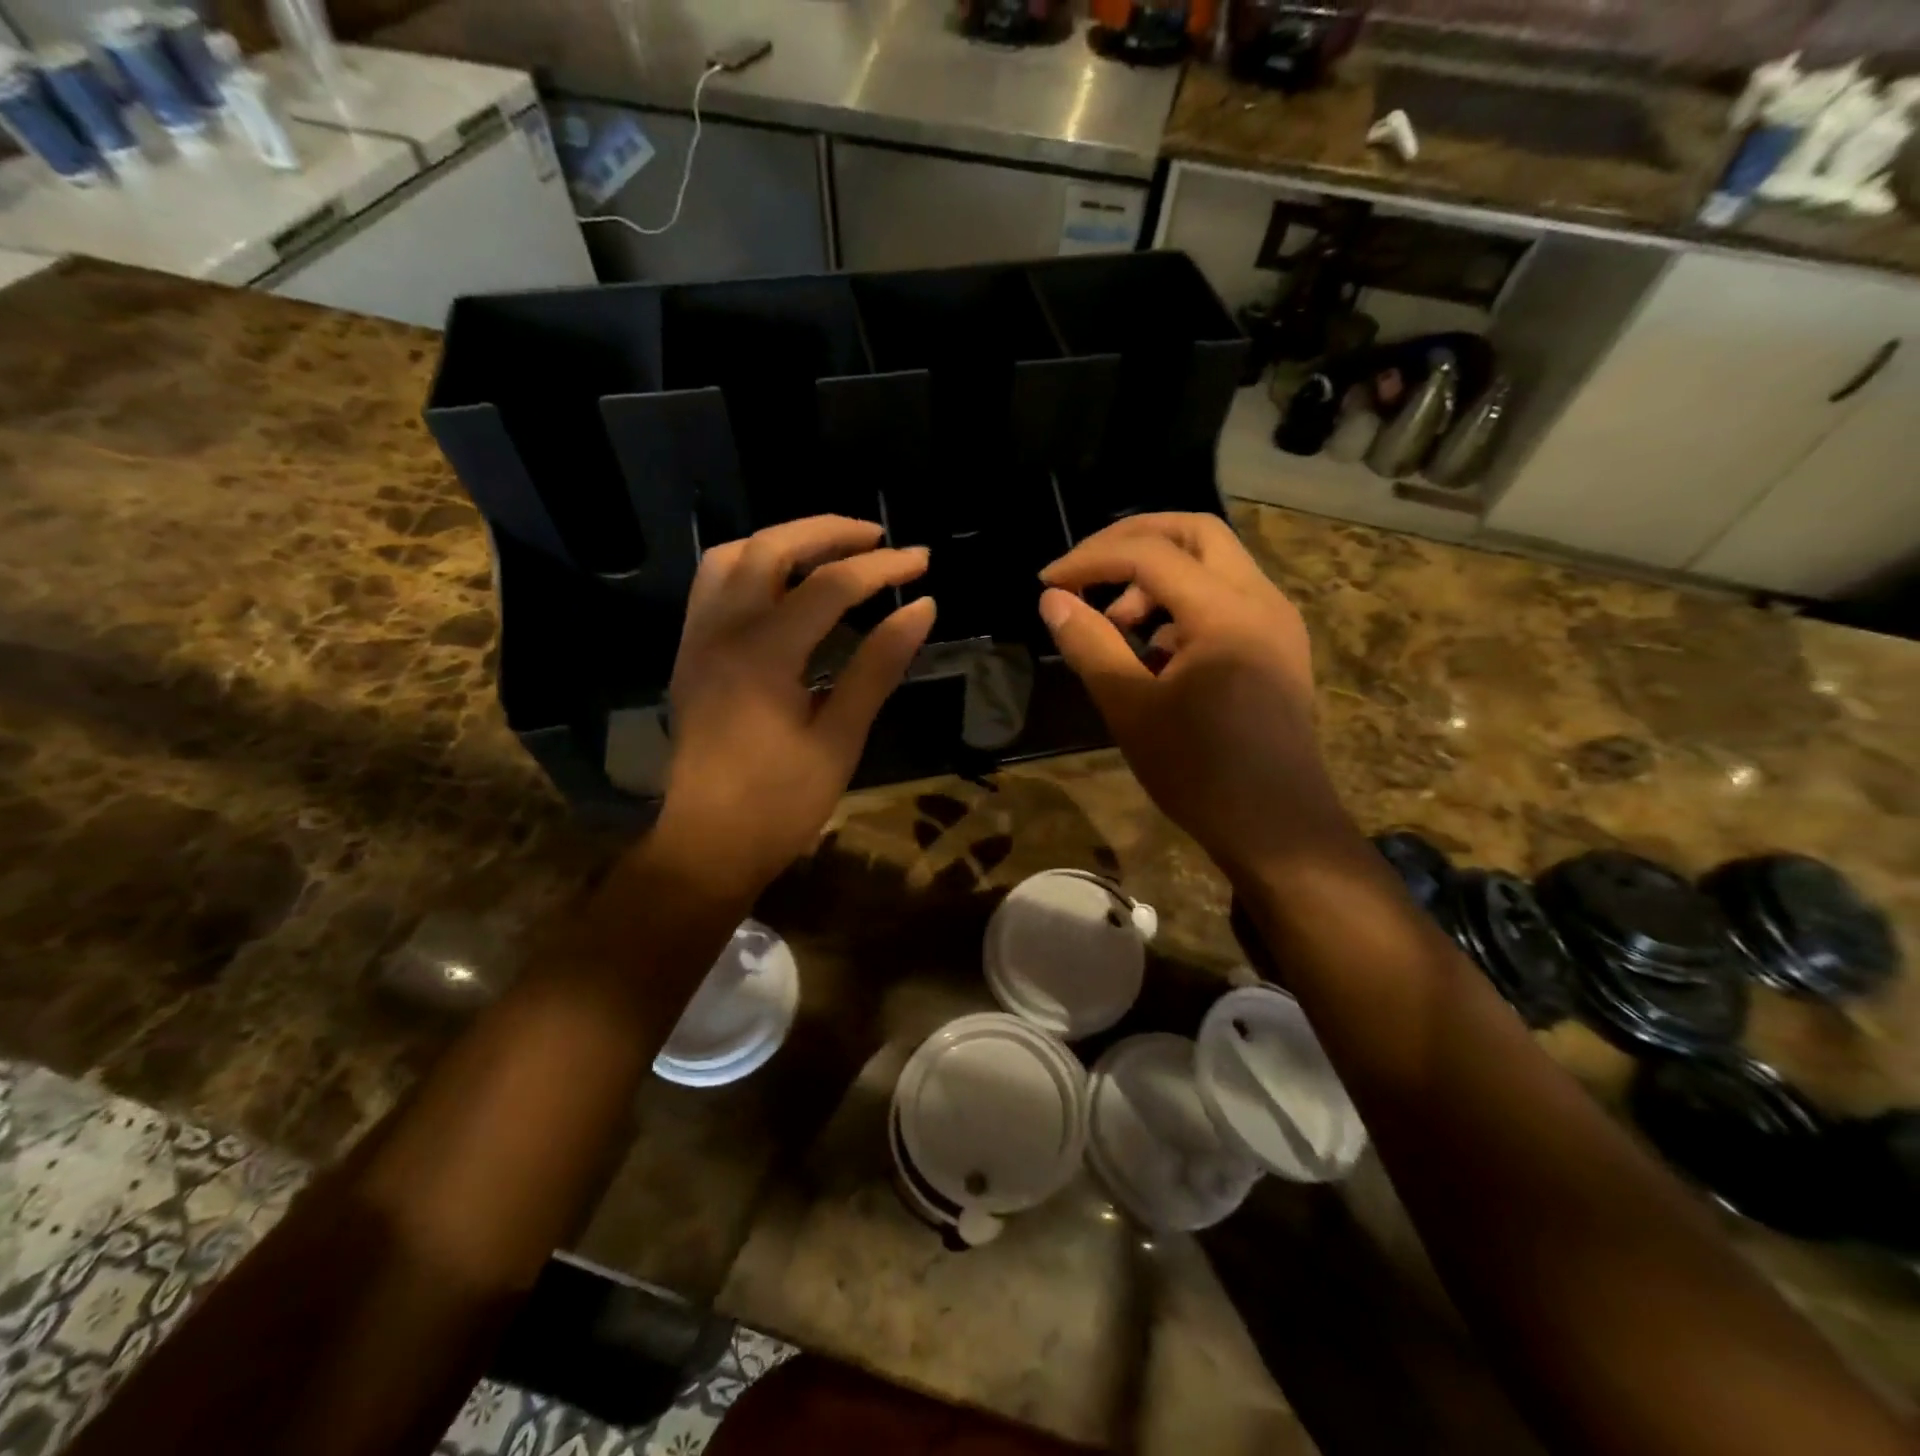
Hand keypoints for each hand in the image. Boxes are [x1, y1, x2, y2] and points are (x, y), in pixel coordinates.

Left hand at [654, 516, 935, 901]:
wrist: (708, 845)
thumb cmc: (780, 803)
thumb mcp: (840, 738)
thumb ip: (878, 666)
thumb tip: (922, 609)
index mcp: (763, 655)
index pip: (830, 587)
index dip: (882, 569)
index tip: (922, 561)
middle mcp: (721, 632)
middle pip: (772, 548)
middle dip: (829, 533)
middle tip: (877, 538)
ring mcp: (698, 640)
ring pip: (732, 557)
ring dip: (784, 541)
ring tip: (830, 551)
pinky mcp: (690, 654)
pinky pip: (714, 585)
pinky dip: (753, 566)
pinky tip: (784, 585)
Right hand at [1038, 513, 1348, 877]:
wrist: (1276, 827)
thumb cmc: (1199, 772)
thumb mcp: (1131, 708)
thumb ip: (1090, 645)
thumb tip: (1052, 599)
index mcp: (1226, 612)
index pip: (1150, 554)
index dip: (1091, 559)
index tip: (1048, 582)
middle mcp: (1261, 600)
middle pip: (1195, 532)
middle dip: (1132, 540)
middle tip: (1087, 569)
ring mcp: (1276, 621)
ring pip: (1214, 563)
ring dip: (1158, 575)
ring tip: (1118, 625)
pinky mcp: (1277, 646)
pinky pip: (1227, 597)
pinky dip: (1184, 603)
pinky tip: (1155, 651)